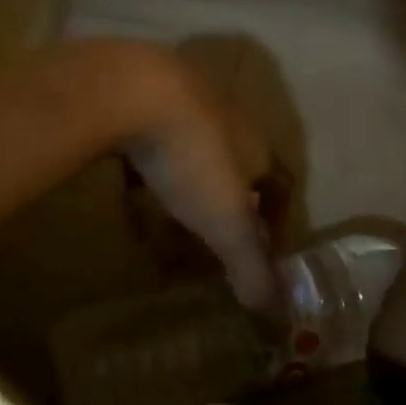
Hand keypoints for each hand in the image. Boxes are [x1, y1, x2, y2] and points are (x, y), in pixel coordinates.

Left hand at [89, 42, 278, 310]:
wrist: (132, 90)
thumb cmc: (191, 158)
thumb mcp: (227, 222)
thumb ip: (253, 267)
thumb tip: (277, 315)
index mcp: (254, 147)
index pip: (279, 183)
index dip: (277, 216)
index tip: (265, 248)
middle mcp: (224, 123)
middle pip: (233, 170)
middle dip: (224, 209)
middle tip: (210, 246)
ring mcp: (179, 105)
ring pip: (188, 157)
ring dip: (181, 194)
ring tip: (163, 231)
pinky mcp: (137, 99)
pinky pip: (146, 147)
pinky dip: (142, 176)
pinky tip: (126, 198)